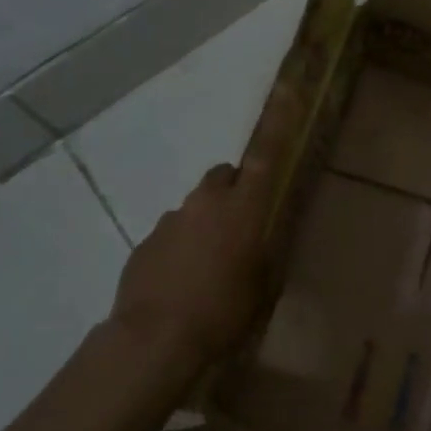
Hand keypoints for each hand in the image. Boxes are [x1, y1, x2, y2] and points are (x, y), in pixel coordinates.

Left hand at [111, 89, 296, 362]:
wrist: (153, 340)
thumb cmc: (223, 311)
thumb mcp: (262, 286)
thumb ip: (264, 253)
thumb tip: (262, 243)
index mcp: (243, 207)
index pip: (265, 154)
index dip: (278, 121)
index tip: (287, 89)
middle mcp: (206, 202)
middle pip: (223, 177)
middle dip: (233, 191)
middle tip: (240, 226)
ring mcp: (170, 220)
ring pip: (195, 209)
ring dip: (204, 225)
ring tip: (207, 268)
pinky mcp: (143, 244)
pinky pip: (170, 235)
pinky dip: (178, 249)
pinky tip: (180, 284)